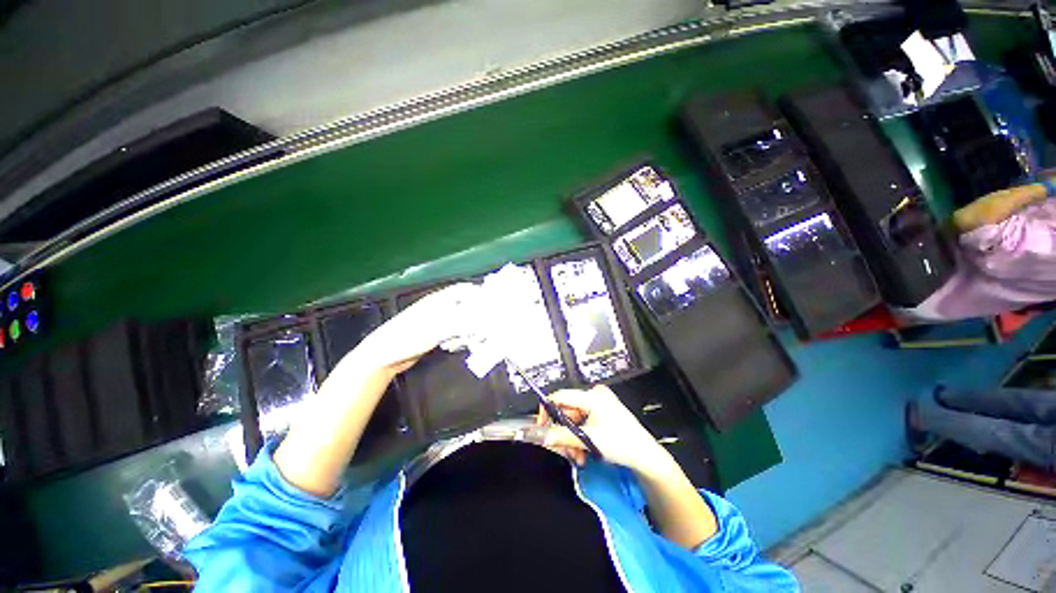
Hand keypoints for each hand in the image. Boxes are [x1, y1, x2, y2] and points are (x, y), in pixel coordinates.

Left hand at [352, 283, 482, 374]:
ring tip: (479, 337)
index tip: (495, 305)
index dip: (480, 294)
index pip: (464, 290)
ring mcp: (437, 320)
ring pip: (461, 319)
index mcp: (439, 299)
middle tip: (490, 324)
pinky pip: (454, 331)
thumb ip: (463, 321)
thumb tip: (485, 317)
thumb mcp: (438, 328)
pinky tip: (463, 344)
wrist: (384, 356)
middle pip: (465, 305)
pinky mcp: (435, 333)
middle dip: (478, 313)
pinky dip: (461, 336)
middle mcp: (440, 307)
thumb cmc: (409, 336)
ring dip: (470, 327)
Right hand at [538, 385, 673, 475]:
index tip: (542, 427)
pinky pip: (582, 423)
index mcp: (592, 396)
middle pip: (567, 411)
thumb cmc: (621, 444)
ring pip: (574, 420)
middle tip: (565, 451)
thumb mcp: (588, 440)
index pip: (561, 396)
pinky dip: (580, 438)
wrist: (646, 457)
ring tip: (578, 456)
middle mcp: (594, 396)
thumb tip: (540, 434)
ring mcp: (599, 404)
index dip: (548, 410)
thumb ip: (561, 436)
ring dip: (572, 439)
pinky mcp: (602, 414)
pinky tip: (584, 452)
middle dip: (564, 433)